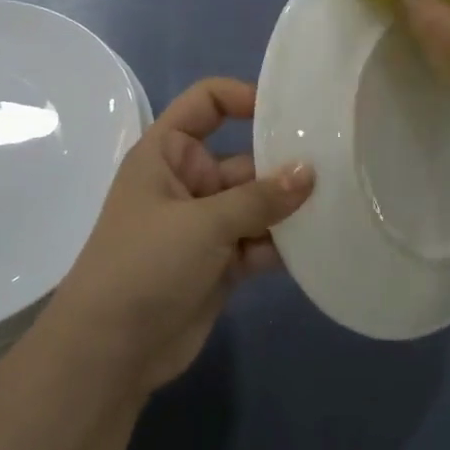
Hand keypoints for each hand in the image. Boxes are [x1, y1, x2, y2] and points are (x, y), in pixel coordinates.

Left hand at [44, 78, 313, 396]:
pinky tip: (321, 242)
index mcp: (167, 153)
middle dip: (284, 163)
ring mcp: (205, 224)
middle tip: (338, 164)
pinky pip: (259, 241)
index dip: (243, 96)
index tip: (288, 112)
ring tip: (339, 203)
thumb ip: (260, 198)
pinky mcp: (221, 263)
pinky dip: (284, 243)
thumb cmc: (145, 265)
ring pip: (257, 204)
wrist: (110, 352)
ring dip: (290, 207)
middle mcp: (188, 181)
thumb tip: (310, 172)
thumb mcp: (202, 223)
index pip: (206, 103)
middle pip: (244, 158)